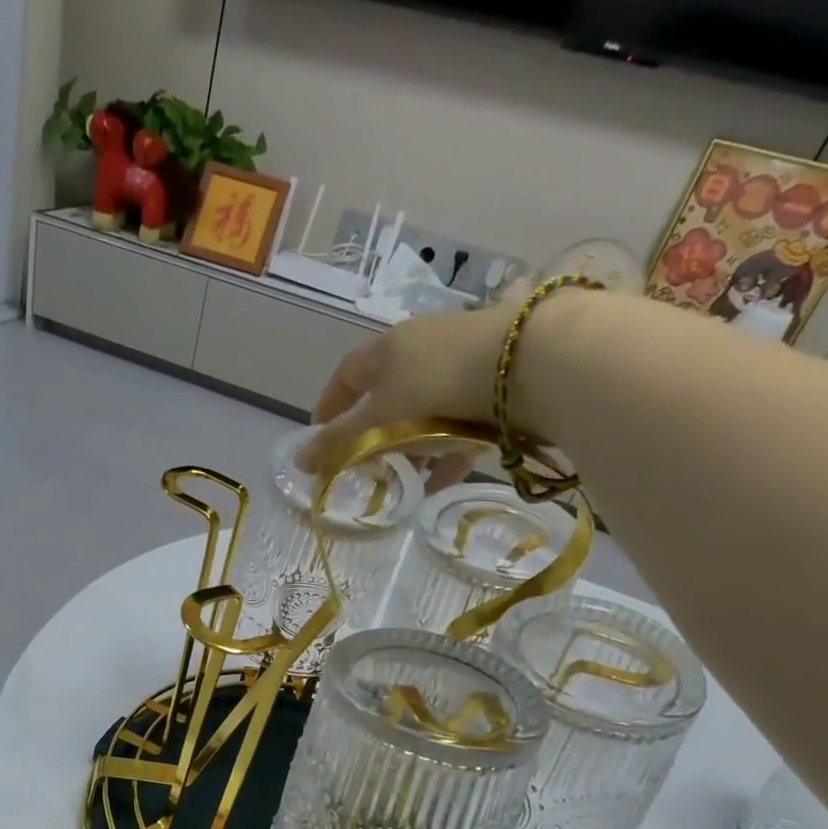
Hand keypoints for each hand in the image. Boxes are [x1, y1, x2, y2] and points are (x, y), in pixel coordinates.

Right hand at [297, 304, 518, 489]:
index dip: (331, 404)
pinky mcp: (497, 381)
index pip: (347, 374)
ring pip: (426, 409)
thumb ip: (340, 443)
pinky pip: (461, 421)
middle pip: (388, 394)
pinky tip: (442, 481)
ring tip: (409, 478)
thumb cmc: (436, 387)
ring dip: (413, 445)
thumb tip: (298, 462)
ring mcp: (463, 361)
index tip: (320, 433)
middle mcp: (423, 347)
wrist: (529, 365)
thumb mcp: (380, 419)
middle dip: (375, 433)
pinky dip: (447, 451)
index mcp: (388, 347)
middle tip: (369, 465)